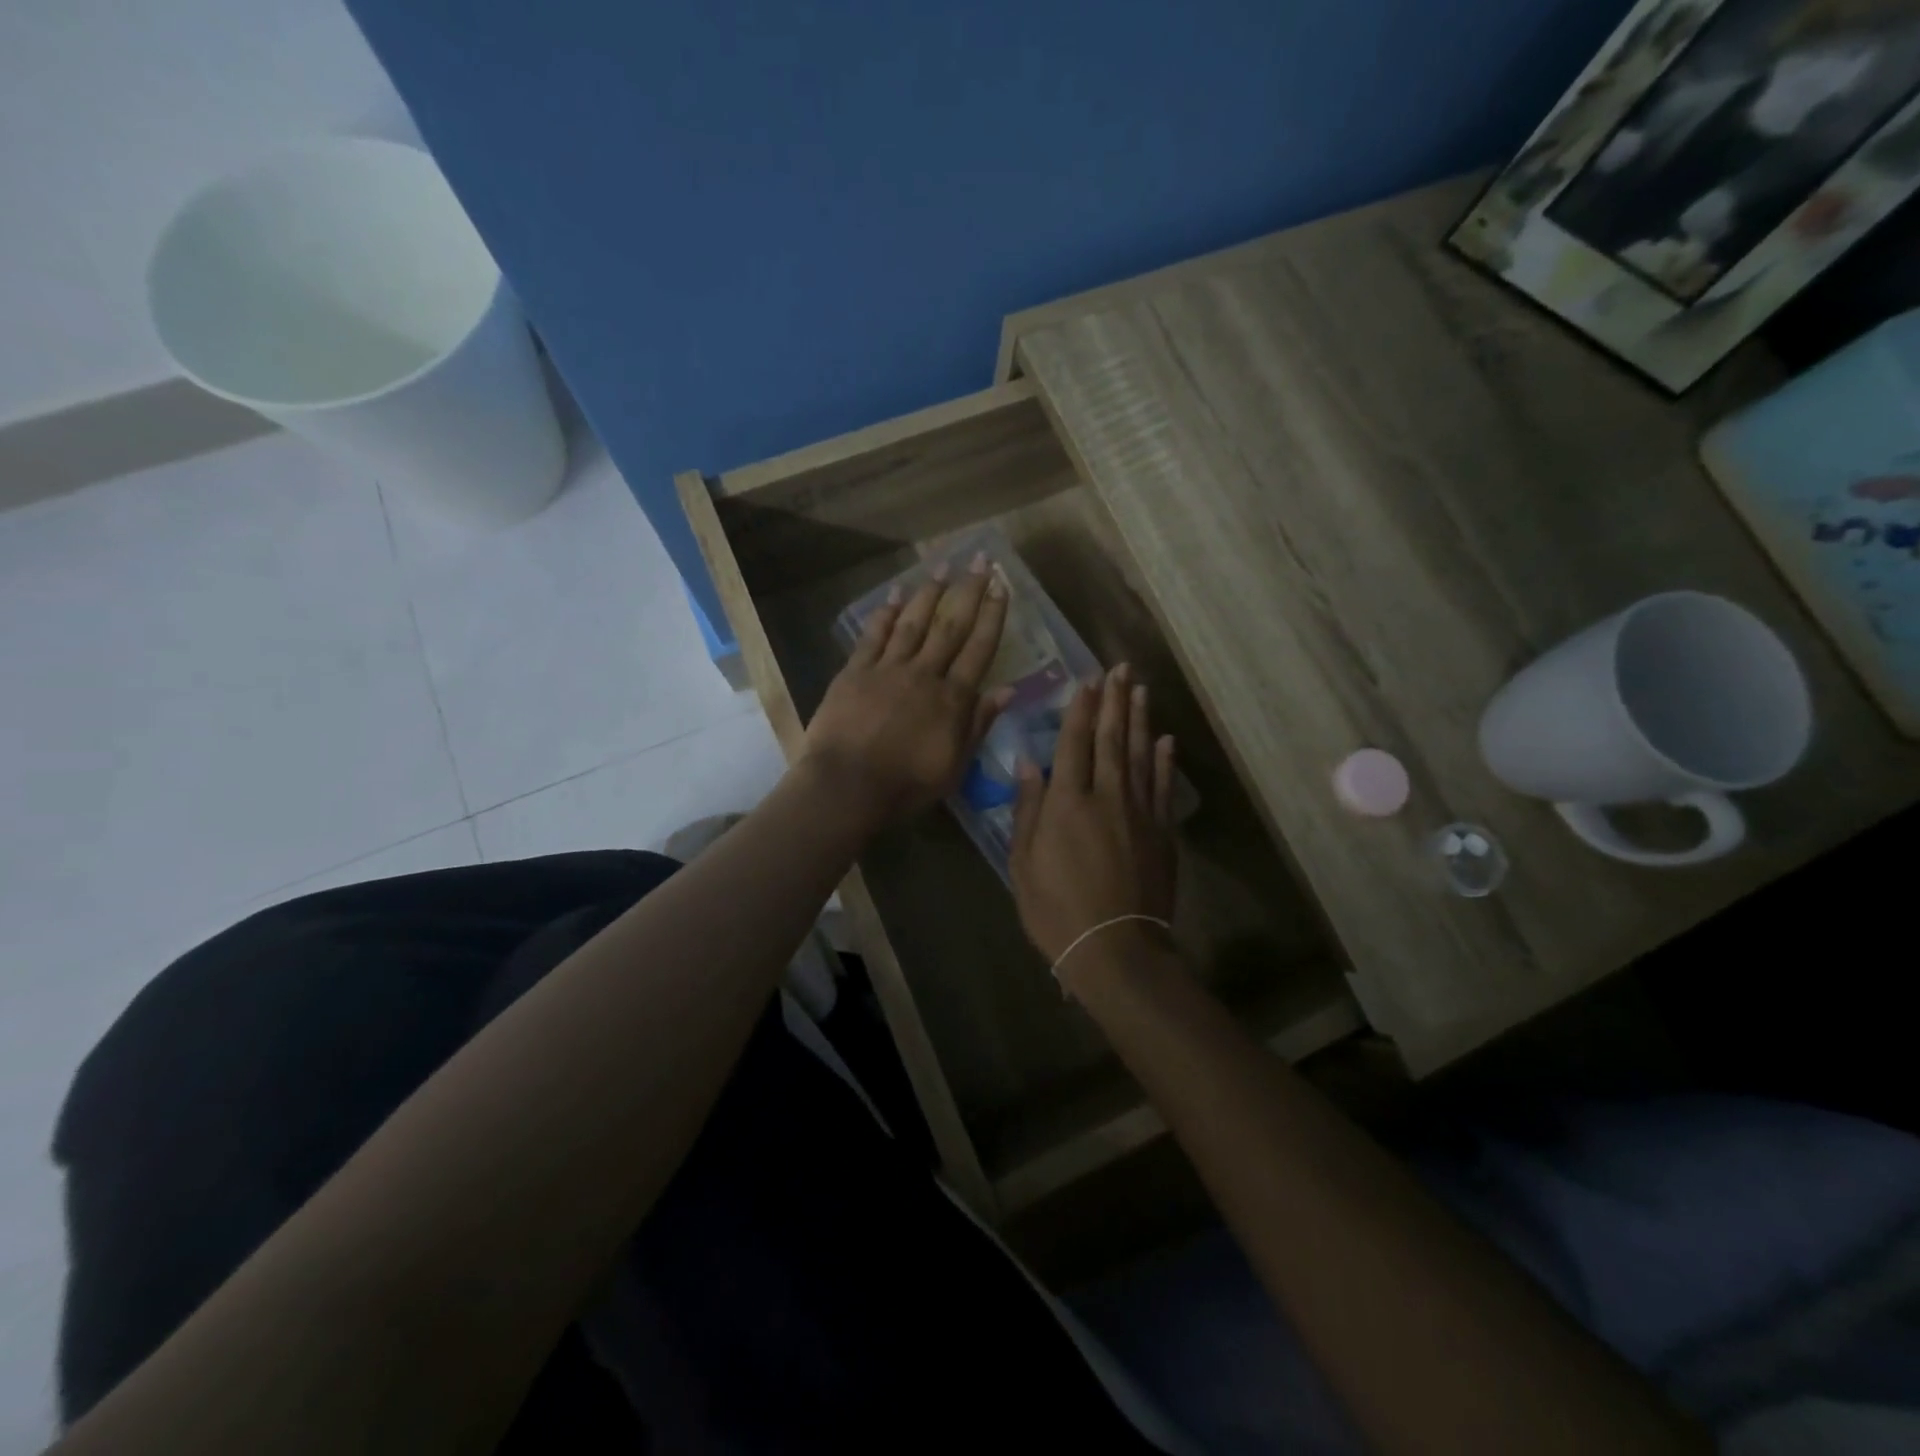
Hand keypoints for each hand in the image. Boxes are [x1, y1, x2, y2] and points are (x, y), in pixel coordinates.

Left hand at [801, 553, 1011, 828]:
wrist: (847, 786)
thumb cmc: (906, 785)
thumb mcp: (954, 765)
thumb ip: (978, 724)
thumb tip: (1007, 690)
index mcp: (952, 699)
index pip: (979, 649)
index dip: (993, 616)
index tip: (1002, 586)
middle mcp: (924, 674)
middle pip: (950, 626)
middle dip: (968, 591)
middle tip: (980, 560)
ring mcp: (887, 669)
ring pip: (913, 623)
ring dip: (928, 593)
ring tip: (942, 566)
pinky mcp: (854, 672)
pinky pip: (873, 636)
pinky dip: (884, 614)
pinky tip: (893, 595)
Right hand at [1010, 664, 1176, 981]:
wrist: (1116, 950)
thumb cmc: (1056, 910)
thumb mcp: (1023, 863)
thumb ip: (1028, 809)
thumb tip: (1028, 763)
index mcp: (1067, 802)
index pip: (1074, 742)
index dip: (1081, 709)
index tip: (1087, 679)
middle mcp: (1107, 796)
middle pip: (1112, 738)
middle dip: (1115, 701)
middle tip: (1121, 668)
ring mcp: (1140, 813)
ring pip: (1140, 755)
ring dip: (1140, 719)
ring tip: (1141, 689)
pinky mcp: (1162, 832)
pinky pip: (1163, 788)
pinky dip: (1165, 762)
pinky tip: (1166, 740)